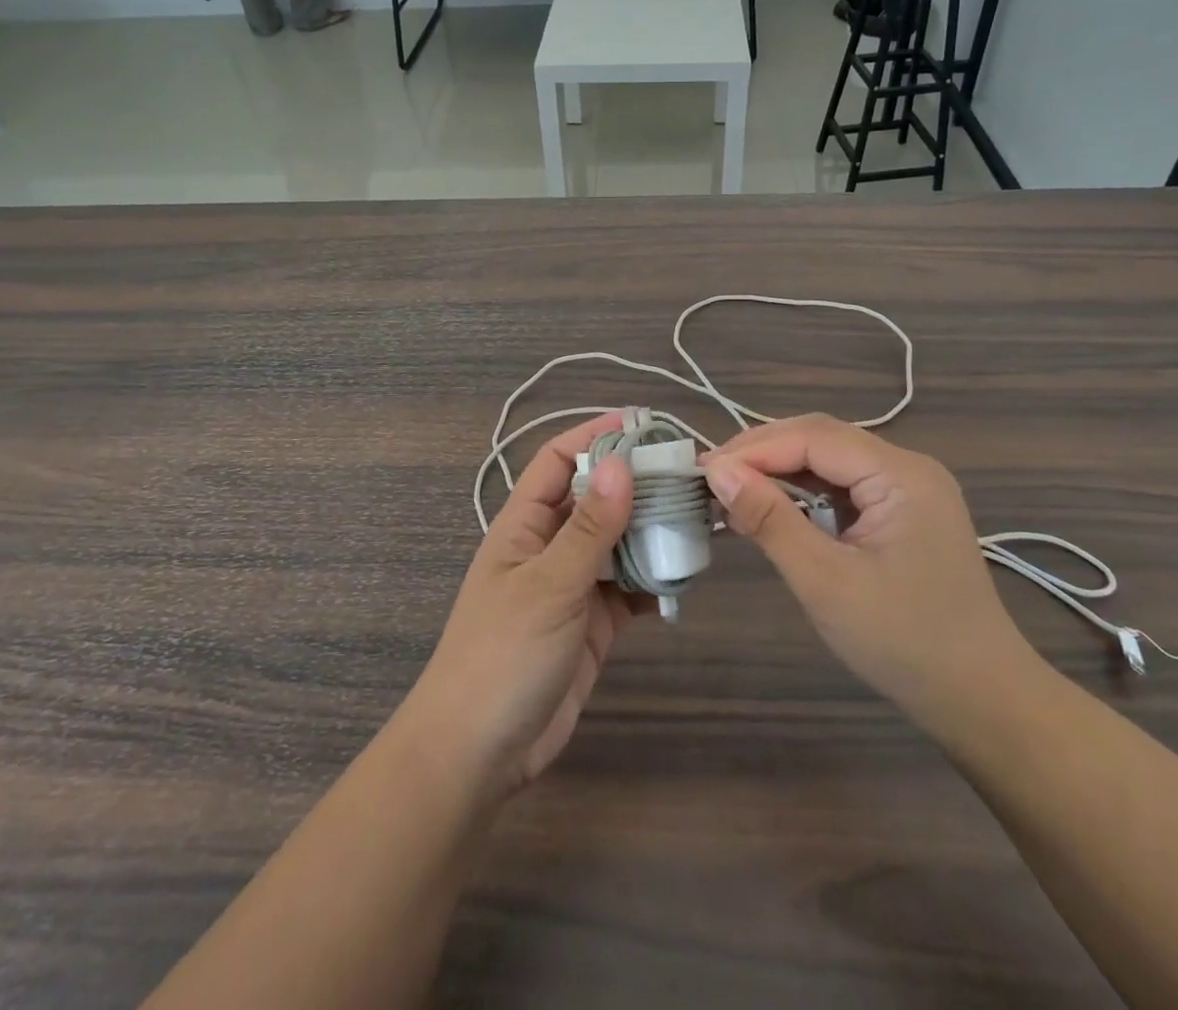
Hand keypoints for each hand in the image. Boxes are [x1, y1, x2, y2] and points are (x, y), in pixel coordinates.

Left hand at [399, 415, 651, 804]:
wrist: (479, 754)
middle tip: (688, 474)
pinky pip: (628, 589)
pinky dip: (653, 581)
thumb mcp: (548, 585)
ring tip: (699, 519)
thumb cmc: (503, 655)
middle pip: (595, 499)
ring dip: (651, 532)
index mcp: (523, 524)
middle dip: (636, 484)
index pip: (558, 461)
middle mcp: (548, 546)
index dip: (594, 436)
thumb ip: (589, 528)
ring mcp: (571, 586)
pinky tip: (685, 577)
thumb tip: (622, 464)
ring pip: (617, 543)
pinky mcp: (591, 624)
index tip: (642, 423)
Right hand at [705, 415, 1037, 736]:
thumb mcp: (825, 581)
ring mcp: (908, 489)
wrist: (981, 701)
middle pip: (822, 438)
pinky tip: (773, 506)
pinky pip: (843, 484)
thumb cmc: (903, 643)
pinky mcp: (902, 512)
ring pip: (830, 459)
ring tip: (731, 488)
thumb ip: (770, 519)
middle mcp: (908, 467)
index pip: (814, 438)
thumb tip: (717, 471)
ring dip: (780, 470)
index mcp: (901, 474)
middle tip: (711, 476)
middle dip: (763, 452)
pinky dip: (803, 491)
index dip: (754, 448)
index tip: (703, 470)